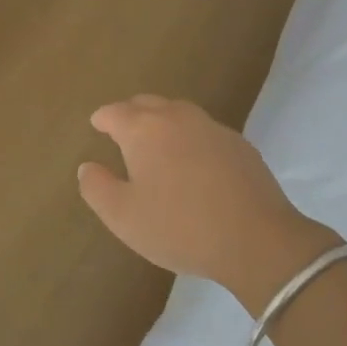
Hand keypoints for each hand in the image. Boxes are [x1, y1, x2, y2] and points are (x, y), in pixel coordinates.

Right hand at [77, 95, 335, 312]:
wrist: (258, 242)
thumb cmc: (180, 227)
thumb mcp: (123, 217)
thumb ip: (96, 187)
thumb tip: (88, 166)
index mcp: (143, 129)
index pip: (114, 112)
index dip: (102, 119)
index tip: (96, 126)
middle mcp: (177, 118)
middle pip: (146, 103)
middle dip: (130, 114)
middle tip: (122, 132)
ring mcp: (213, 128)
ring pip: (179, 113)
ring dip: (162, 122)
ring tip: (157, 144)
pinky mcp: (241, 146)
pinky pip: (205, 131)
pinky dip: (191, 139)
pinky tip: (194, 163)